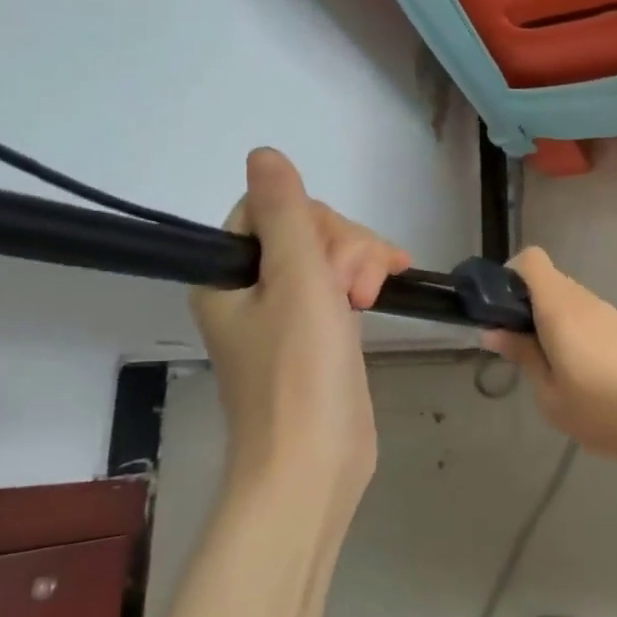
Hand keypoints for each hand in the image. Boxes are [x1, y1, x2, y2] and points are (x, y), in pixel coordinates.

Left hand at [192, 149, 411, 505]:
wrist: (314, 465)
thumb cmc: (300, 372)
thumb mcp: (295, 278)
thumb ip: (285, 211)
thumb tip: (263, 151)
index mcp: (226, 275)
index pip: (268, 210)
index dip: (311, 221)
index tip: (333, 255)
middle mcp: (250, 289)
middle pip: (304, 231)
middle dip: (343, 249)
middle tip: (356, 292)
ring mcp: (286, 314)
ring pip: (329, 256)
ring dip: (359, 264)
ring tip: (373, 299)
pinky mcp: (317, 335)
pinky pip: (340, 285)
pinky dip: (364, 280)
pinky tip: (389, 286)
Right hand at [481, 248, 616, 472]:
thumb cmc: (603, 411)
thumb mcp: (551, 395)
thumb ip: (522, 356)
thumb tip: (494, 332)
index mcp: (561, 309)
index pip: (531, 259)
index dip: (511, 275)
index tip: (502, 309)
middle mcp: (585, 300)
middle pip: (548, 281)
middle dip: (527, 304)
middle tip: (518, 344)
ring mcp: (609, 311)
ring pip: (569, 299)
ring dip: (552, 319)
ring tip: (549, 362)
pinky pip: (589, 315)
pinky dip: (575, 329)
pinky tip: (580, 368)